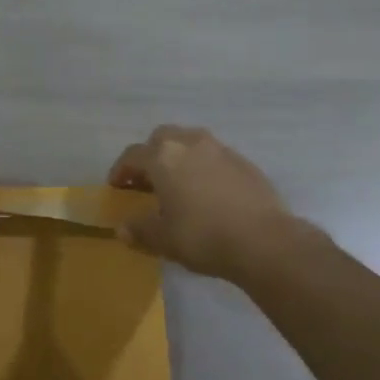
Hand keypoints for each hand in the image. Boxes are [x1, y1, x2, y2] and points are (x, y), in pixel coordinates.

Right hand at [108, 125, 291, 280]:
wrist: (263, 240)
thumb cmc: (203, 236)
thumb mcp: (163, 239)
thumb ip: (139, 230)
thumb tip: (122, 228)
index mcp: (164, 157)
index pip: (132, 155)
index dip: (120, 170)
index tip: (116, 187)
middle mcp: (191, 144)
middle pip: (162, 138)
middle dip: (150, 155)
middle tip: (147, 180)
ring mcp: (221, 150)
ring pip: (191, 142)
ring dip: (178, 158)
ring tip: (178, 184)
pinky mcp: (245, 162)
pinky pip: (214, 157)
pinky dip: (203, 167)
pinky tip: (207, 192)